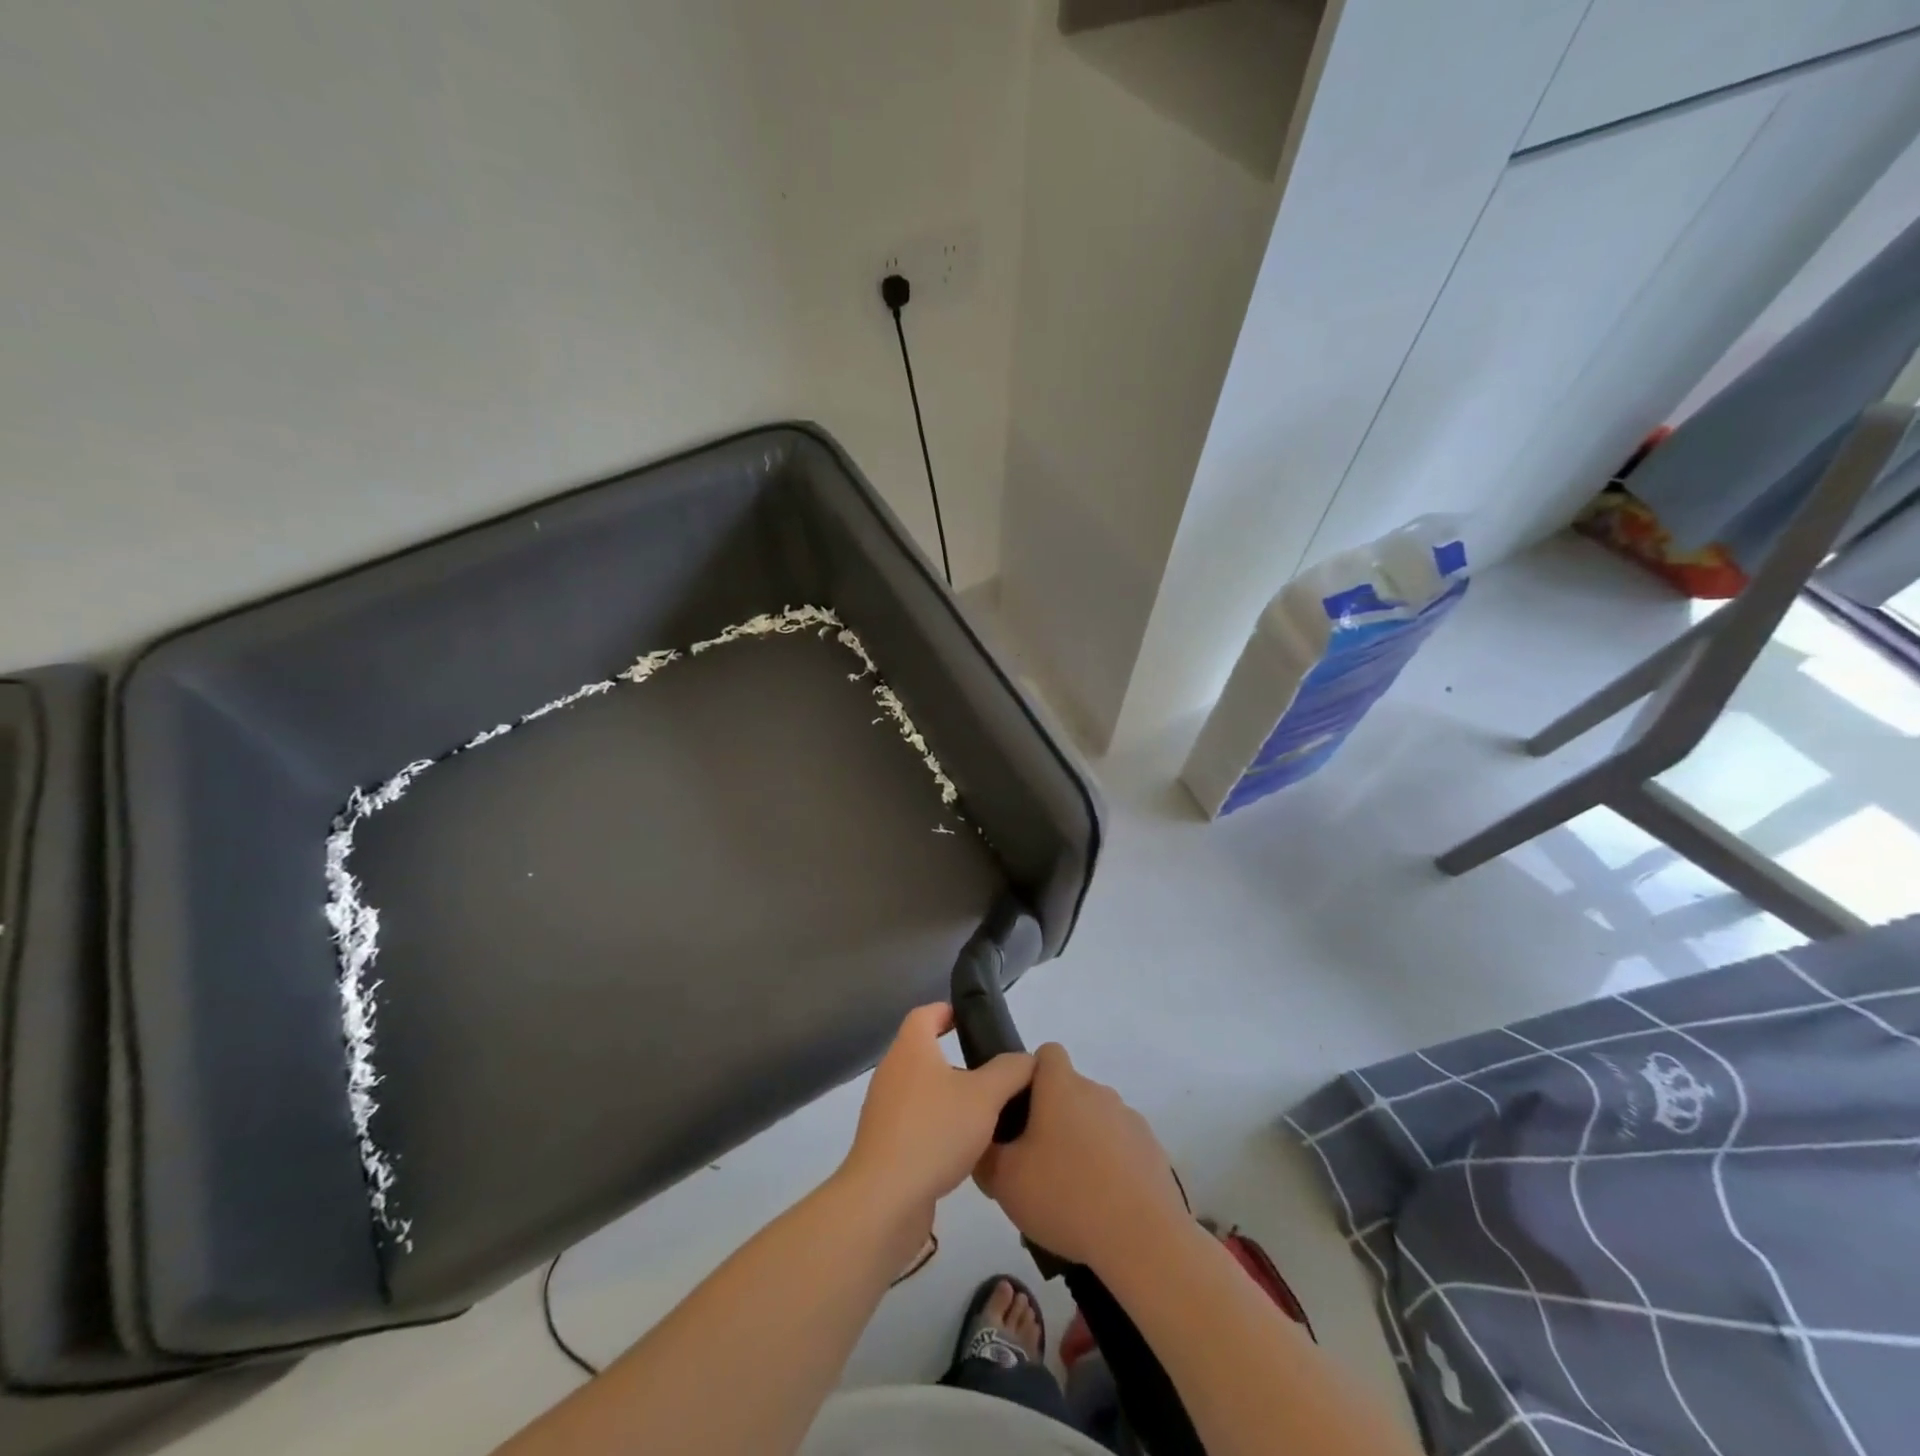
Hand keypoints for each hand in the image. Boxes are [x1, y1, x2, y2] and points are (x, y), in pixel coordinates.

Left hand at [840, 1004, 1033, 1222]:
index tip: (972, 1023)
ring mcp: (884, 1109)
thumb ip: (1009, 1072)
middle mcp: (892, 1072)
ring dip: (950, 1097)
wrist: (885, 1198)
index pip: (926, 1014)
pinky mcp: (884, 1144)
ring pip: (922, 1091)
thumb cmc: (935, 1131)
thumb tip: (1026, 1059)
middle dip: (957, 1060)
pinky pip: (916, 1123)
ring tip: (985, 1114)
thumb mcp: (985, 1096)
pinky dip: (938, 1127)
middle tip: (992, 1074)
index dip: (948, 1012)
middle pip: (924, 1053)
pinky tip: (964, 1150)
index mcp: (911, 1049)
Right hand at [974, 1043, 1187, 1271]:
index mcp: (1062, 1086)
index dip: (1030, 1075)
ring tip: (1070, 1193)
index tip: (1019, 1112)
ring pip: (1095, 1120)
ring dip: (1082, 1142)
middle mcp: (1097, 1091)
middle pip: (1069, 1091)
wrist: (1143, 1238)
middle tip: (1036, 1163)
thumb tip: (983, 1144)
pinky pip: (1120, 1146)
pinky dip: (1109, 1165)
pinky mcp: (1151, 1150)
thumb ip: (985, 1154)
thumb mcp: (1004, 1180)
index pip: (1046, 1054)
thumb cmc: (1066, 1196)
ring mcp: (1129, 1119)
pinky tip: (1102, 1205)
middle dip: (1052, 1118)